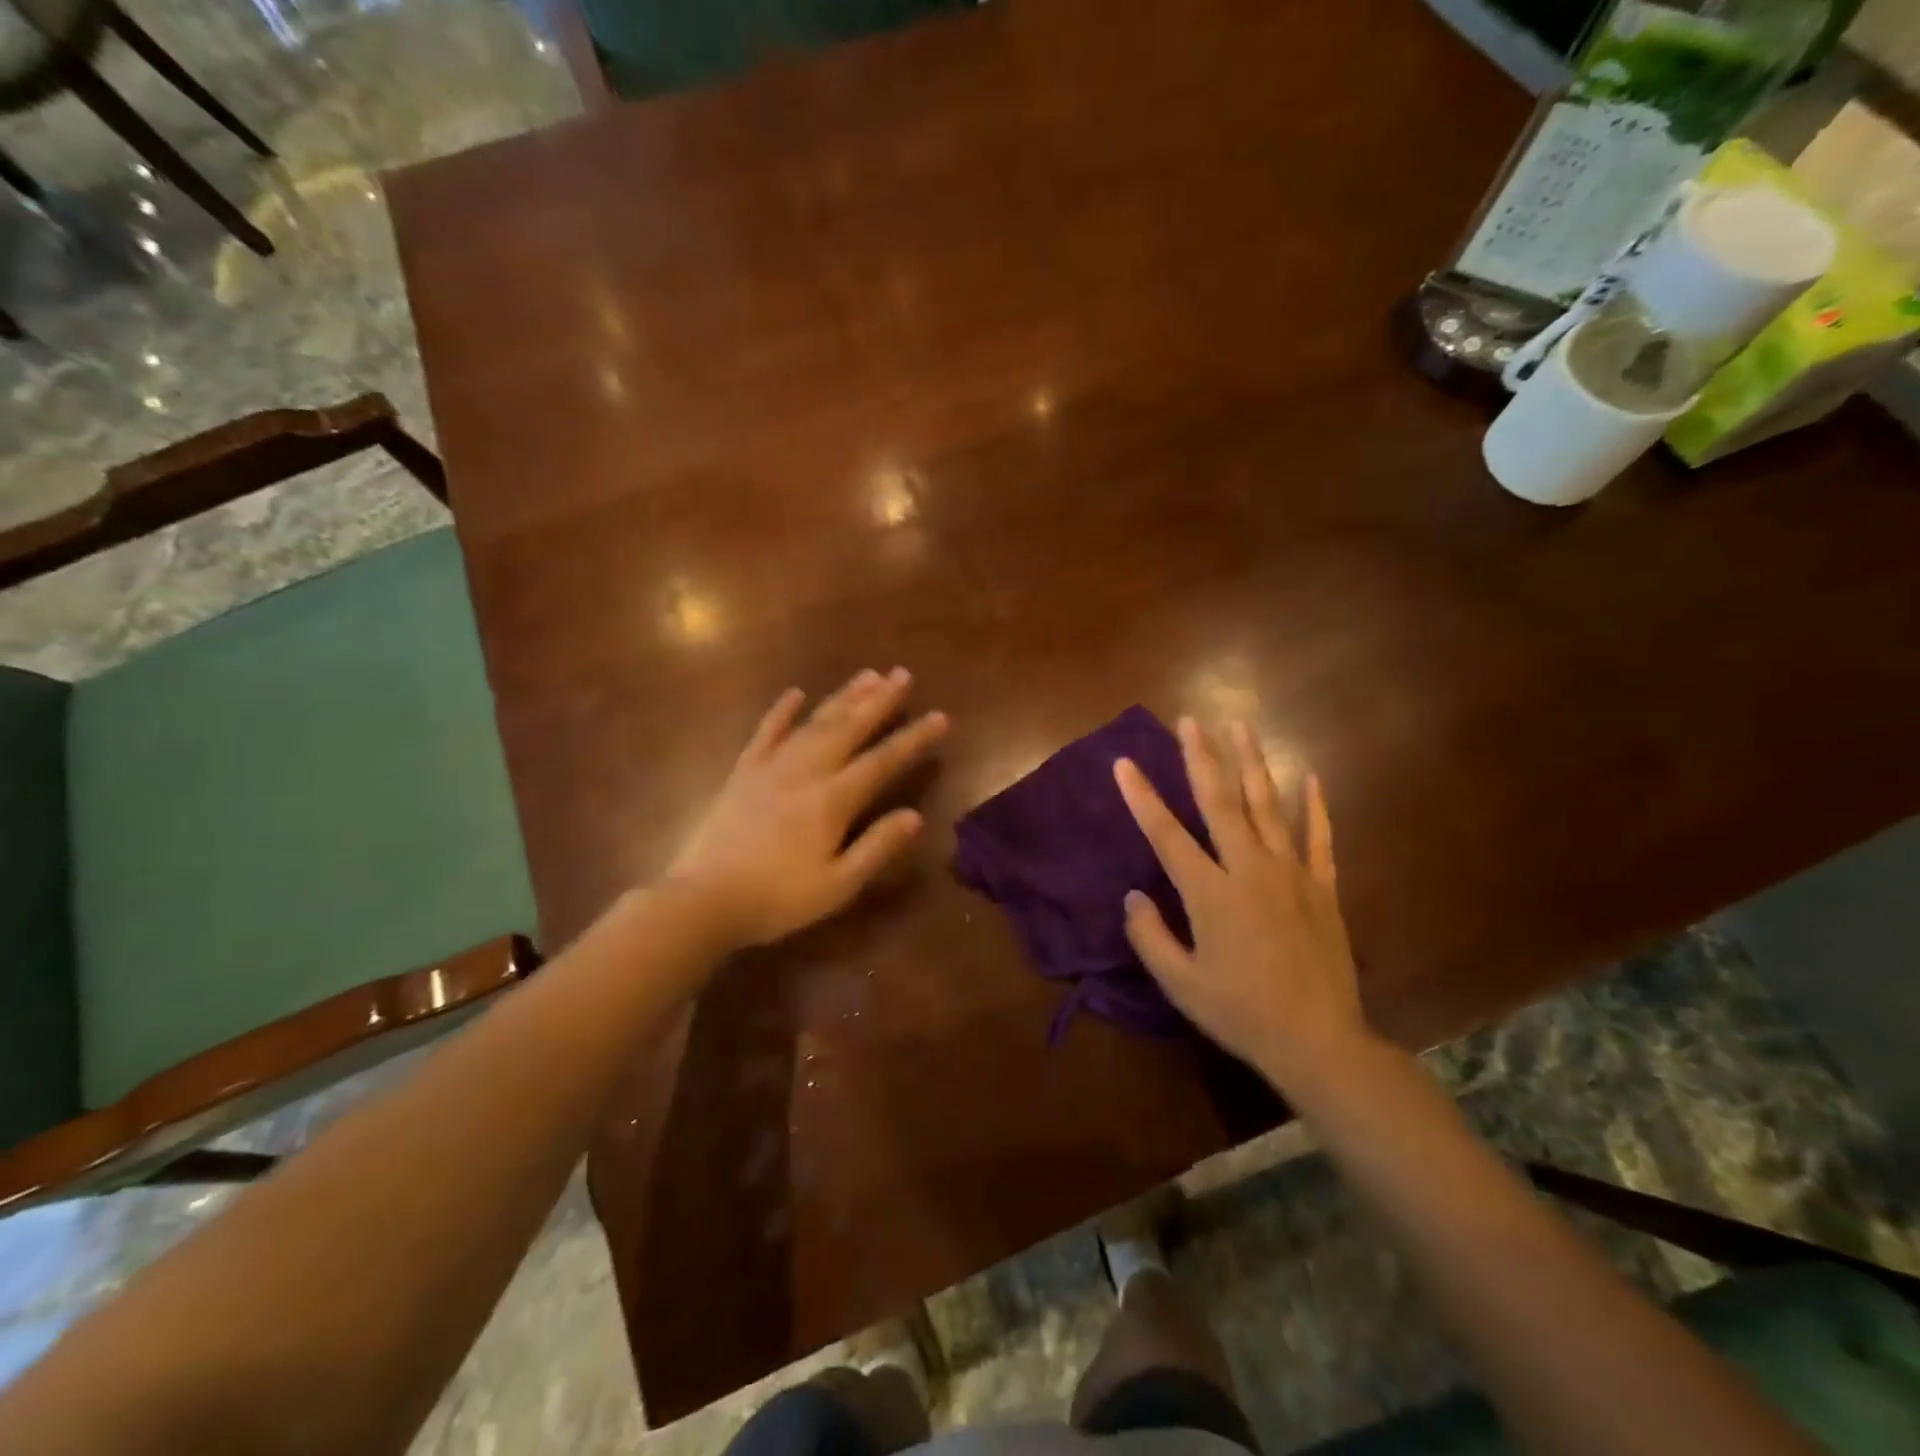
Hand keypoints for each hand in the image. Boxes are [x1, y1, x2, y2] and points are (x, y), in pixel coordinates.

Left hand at [669, 668, 948, 947]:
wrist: (705, 900)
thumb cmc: (778, 898)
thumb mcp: (838, 885)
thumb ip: (877, 847)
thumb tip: (915, 816)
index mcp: (833, 799)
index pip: (884, 761)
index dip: (914, 738)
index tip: (940, 717)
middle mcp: (806, 771)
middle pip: (850, 728)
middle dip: (880, 700)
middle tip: (903, 674)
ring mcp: (772, 767)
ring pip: (814, 722)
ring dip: (843, 697)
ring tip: (867, 675)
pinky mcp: (743, 772)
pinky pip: (766, 733)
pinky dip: (781, 712)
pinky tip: (795, 694)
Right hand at [1114, 718, 1368, 1088]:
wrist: (1319, 1042)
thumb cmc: (1241, 1013)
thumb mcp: (1180, 984)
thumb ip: (1150, 937)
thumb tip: (1133, 897)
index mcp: (1211, 894)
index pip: (1167, 835)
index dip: (1142, 798)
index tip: (1123, 763)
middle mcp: (1250, 870)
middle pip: (1221, 803)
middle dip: (1202, 758)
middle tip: (1190, 720)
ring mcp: (1291, 874)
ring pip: (1268, 807)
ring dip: (1252, 763)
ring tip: (1240, 726)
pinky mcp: (1322, 887)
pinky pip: (1319, 838)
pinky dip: (1315, 806)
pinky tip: (1310, 776)